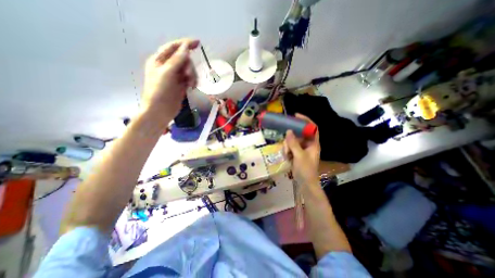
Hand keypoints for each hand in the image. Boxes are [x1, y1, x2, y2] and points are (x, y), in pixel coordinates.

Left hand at [141, 37, 197, 120]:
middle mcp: (168, 67)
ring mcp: (175, 77)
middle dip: (189, 67)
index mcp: (160, 60)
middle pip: (184, 60)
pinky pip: (190, 79)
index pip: (174, 47)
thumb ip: (177, 60)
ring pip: (189, 70)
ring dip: (192, 76)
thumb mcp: (167, 73)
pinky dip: (193, 81)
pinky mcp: (181, 85)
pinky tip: (191, 87)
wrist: (160, 110)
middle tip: (188, 76)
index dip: (185, 44)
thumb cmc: (160, 91)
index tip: (198, 43)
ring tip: (191, 85)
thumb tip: (186, 48)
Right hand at [282, 113, 320, 186]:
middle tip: (287, 146)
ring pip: (292, 141)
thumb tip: (288, 131)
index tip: (296, 116)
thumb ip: (293, 143)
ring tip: (287, 155)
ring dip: (287, 147)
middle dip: (290, 140)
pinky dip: (287, 151)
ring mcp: (301, 149)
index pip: (312, 128)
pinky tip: (287, 158)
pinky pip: (289, 148)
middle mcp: (308, 144)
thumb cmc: (305, 170)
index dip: (305, 120)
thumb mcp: (299, 156)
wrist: (304, 183)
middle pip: (298, 135)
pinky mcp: (296, 154)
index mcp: (313, 143)